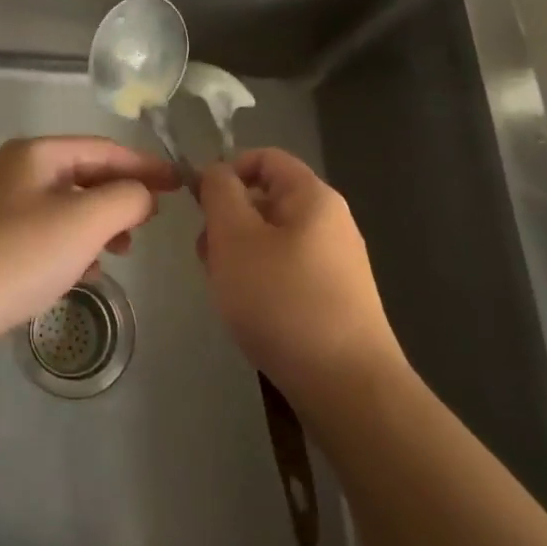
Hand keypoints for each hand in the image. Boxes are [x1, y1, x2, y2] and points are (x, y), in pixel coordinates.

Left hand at [0, 137, 178, 364]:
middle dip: (120, 198)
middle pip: (84, 175)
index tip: (180, 184)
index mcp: (37, 154)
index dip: (145, 166)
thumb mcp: (85, 221)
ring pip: (66, 207)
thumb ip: (126, 199)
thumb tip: (143, 194)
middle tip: (151, 222)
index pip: (104, 149)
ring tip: (122, 251)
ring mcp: (0, 206)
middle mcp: (16, 171)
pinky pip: (46, 233)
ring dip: (98, 225)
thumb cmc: (19, 254)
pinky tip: (85, 271)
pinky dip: (72, 245)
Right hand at [197, 147, 403, 411]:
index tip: (199, 206)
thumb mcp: (234, 236)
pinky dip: (260, 282)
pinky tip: (249, 313)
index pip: (264, 158)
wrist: (347, 387)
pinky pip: (286, 271)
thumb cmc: (282, 299)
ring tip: (225, 291)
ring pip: (271, 239)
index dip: (227, 172)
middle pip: (266, 200)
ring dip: (238, 256)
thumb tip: (216, 171)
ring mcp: (336, 263)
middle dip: (228, 222)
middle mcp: (330, 222)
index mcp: (313, 196)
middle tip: (208, 257)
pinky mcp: (334, 299)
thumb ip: (219, 192)